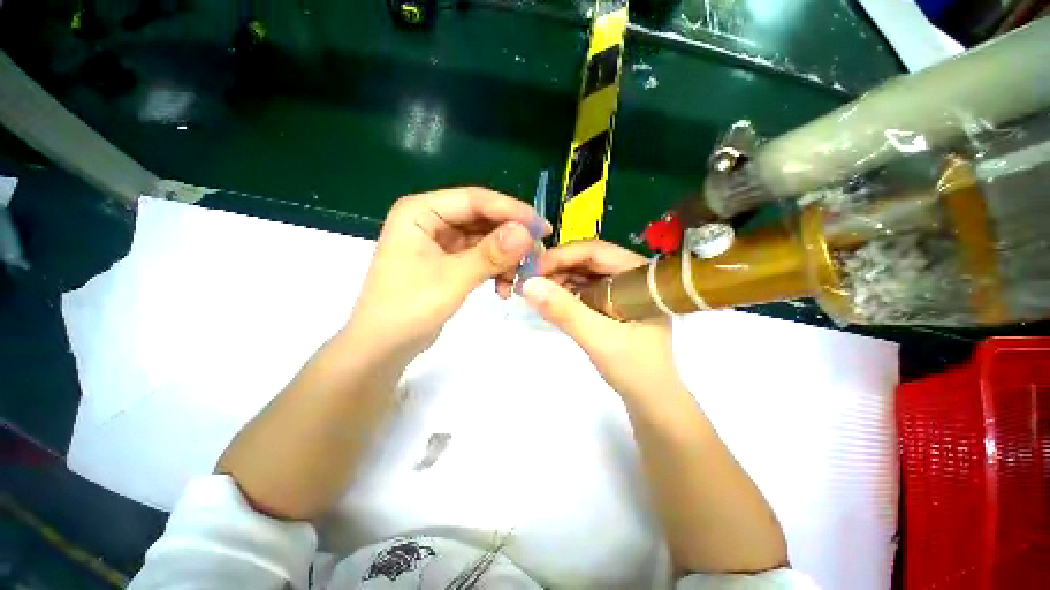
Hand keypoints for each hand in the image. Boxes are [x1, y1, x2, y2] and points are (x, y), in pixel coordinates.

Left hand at [346, 187, 548, 360]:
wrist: (383, 348)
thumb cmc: (408, 309)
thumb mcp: (453, 278)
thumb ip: (490, 254)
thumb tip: (526, 232)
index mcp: (421, 211)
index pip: (475, 200)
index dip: (512, 211)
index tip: (543, 228)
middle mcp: (431, 219)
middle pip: (482, 219)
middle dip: (511, 238)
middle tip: (537, 256)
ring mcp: (440, 241)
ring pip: (484, 240)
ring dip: (505, 258)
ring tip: (519, 280)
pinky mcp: (448, 261)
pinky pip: (480, 257)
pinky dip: (495, 270)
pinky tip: (503, 289)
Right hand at [521, 240, 679, 397]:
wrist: (651, 400)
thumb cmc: (635, 370)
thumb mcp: (598, 339)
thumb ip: (565, 311)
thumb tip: (527, 284)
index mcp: (638, 275)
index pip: (597, 251)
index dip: (563, 255)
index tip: (533, 269)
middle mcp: (630, 276)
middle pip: (588, 260)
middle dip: (557, 268)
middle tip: (529, 281)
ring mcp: (620, 290)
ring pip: (583, 274)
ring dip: (558, 280)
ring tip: (535, 292)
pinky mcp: (611, 303)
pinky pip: (583, 289)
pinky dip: (564, 293)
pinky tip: (549, 301)